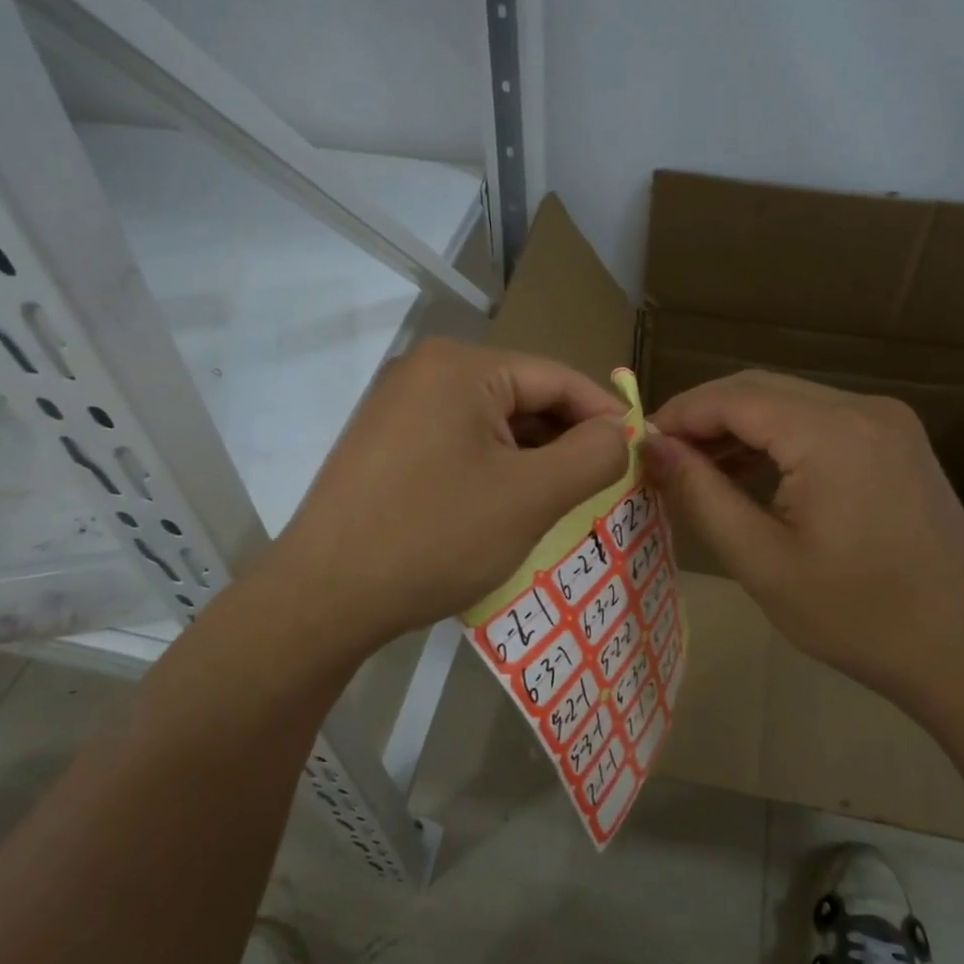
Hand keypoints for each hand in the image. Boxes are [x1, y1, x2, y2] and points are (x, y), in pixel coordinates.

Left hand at [266, 339, 630, 654]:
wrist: (324, 597)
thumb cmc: (435, 537)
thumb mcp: (531, 497)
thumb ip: (592, 455)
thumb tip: (619, 432)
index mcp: (460, 366)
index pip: (556, 378)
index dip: (605, 415)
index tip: (639, 454)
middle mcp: (425, 372)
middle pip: (522, 398)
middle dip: (566, 442)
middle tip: (605, 487)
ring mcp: (398, 407)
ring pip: (491, 425)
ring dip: (531, 460)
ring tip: (564, 503)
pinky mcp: (385, 444)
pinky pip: (458, 444)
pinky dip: (493, 470)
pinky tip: (509, 508)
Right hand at [645, 370, 963, 719]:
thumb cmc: (857, 615)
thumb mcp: (762, 561)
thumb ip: (701, 494)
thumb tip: (652, 447)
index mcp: (831, 433)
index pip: (733, 396)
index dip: (679, 413)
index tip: (637, 444)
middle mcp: (863, 408)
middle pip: (761, 389)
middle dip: (704, 417)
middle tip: (660, 457)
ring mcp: (887, 422)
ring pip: (790, 402)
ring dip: (739, 427)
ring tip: (696, 469)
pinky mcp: (897, 442)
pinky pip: (820, 422)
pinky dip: (777, 439)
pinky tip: (750, 473)